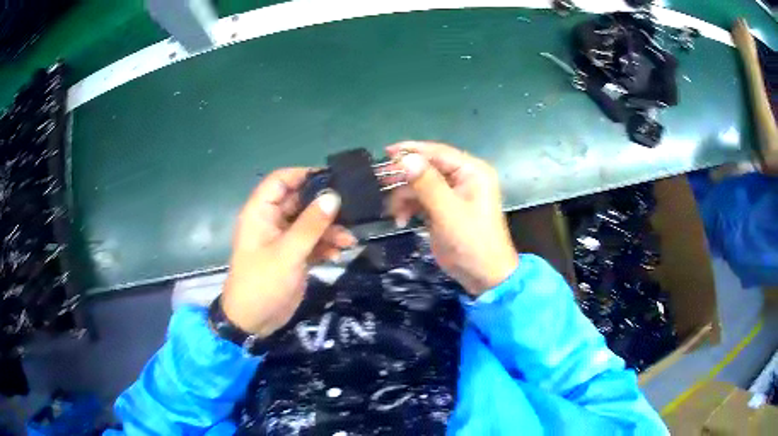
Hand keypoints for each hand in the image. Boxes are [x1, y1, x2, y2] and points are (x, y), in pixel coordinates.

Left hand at [221, 169, 355, 336]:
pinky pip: (313, 242)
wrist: (254, 321)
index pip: (281, 180)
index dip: (304, 175)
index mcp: (261, 213)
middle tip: (351, 209)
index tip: (332, 179)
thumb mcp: (287, 253)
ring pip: (310, 222)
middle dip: (324, 206)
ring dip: (329, 229)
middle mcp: (272, 221)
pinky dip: (326, 245)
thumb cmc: (262, 283)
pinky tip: (339, 254)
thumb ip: (311, 225)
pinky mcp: (294, 255)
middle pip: (300, 200)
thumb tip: (333, 196)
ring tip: (348, 240)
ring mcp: (284, 239)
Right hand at [387, 142, 518, 296]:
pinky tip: (400, 220)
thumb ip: (427, 183)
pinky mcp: (443, 209)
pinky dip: (408, 207)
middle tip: (381, 183)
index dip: (411, 150)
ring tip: (392, 212)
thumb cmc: (472, 241)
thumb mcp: (448, 211)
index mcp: (472, 171)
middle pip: (427, 167)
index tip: (385, 152)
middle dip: (404, 177)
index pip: (438, 152)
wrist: (483, 276)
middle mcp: (462, 178)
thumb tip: (406, 158)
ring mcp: (452, 194)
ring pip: (420, 184)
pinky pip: (420, 200)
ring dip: (404, 196)